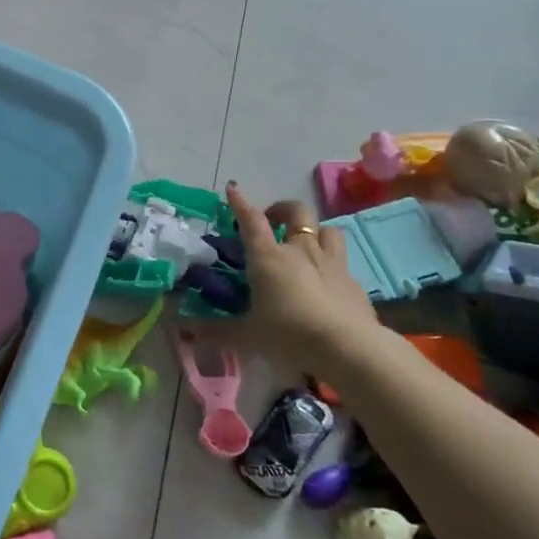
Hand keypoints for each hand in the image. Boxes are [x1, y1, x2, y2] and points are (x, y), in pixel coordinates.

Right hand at [223, 185, 377, 367]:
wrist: (349, 349)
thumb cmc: (289, 334)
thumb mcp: (247, 336)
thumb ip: (216, 330)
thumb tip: (184, 330)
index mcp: (268, 257)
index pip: (251, 220)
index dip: (241, 203)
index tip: (233, 189)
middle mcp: (300, 250)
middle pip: (297, 212)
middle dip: (282, 209)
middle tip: (272, 221)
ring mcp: (332, 263)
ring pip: (327, 229)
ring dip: (314, 230)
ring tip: (305, 243)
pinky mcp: (354, 282)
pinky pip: (342, 260)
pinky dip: (331, 262)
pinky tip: (326, 280)